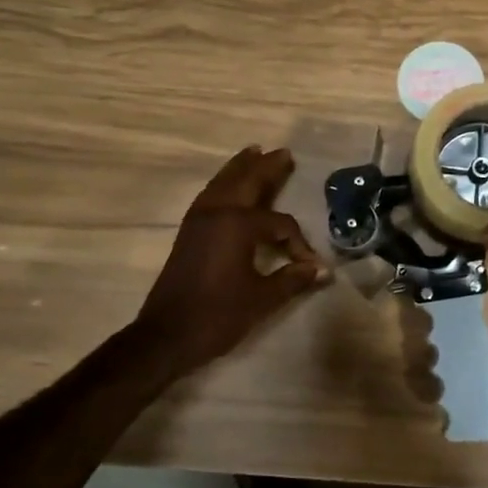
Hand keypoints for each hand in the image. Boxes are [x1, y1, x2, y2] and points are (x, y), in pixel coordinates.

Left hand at [134, 146, 328, 376]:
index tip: (309, 264)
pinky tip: (228, 186)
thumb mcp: (262, 299)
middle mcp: (216, 213)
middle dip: (266, 168)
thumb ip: (292, 279)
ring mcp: (198, 220)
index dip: (298, 242)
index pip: (279, 223)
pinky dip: (223, 183)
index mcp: (237, 225)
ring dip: (240, 168)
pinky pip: (210, 195)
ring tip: (254, 152)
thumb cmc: (217, 316)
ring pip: (223, 183)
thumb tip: (322, 270)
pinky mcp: (188, 231)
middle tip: (283, 153)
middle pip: (246, 182)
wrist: (165, 336)